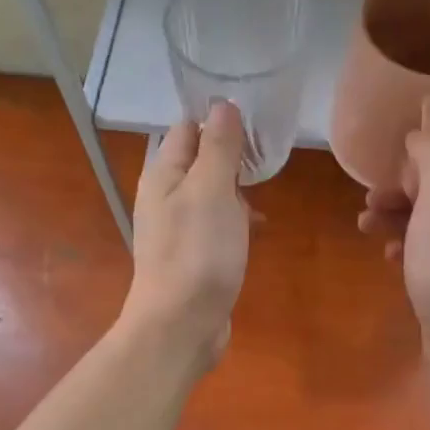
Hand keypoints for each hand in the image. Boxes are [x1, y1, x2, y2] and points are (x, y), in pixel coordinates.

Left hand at [120, 101, 249, 370]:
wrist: (181, 324)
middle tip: (266, 159)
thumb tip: (223, 105)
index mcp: (163, 175)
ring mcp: (178, 230)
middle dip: (232, 157)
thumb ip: (219, 147)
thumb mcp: (212, 190)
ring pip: (210, 195)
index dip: (218, 121)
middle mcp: (165, 198)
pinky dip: (235, 221)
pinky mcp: (193, 257)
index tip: (256, 124)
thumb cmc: (198, 252)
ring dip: (236, 191)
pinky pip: (215, 226)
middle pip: (199, 162)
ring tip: (264, 193)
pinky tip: (256, 229)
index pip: (187, 129)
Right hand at [358, 100, 429, 379]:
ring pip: (424, 221)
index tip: (385, 163)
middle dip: (398, 190)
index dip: (415, 156)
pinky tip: (388, 258)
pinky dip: (403, 247)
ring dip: (393, 218)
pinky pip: (424, 252)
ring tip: (365, 227)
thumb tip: (420, 136)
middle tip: (368, 201)